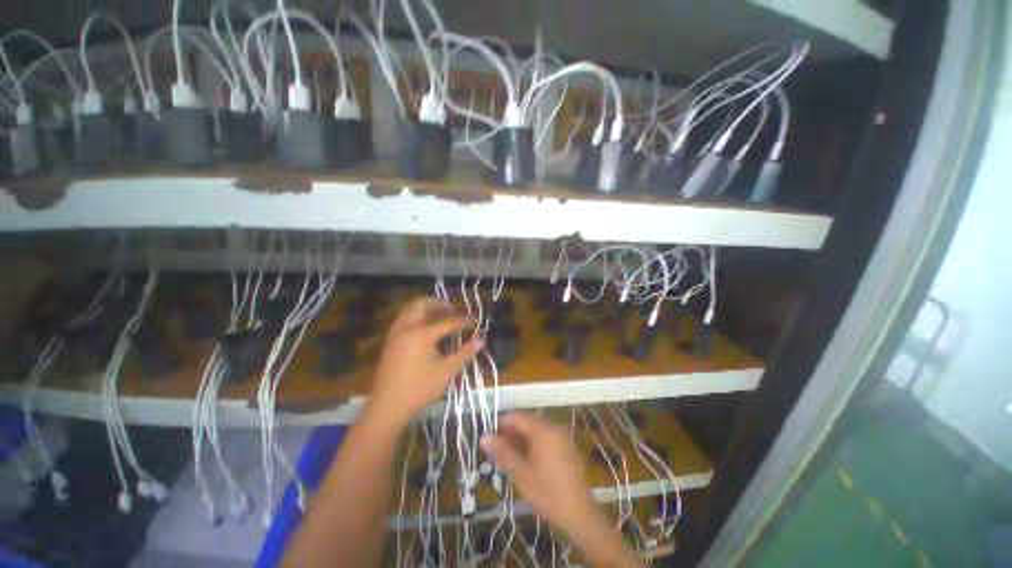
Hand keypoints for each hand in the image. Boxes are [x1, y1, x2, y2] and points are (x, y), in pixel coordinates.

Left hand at [367, 297, 481, 427]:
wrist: (386, 408)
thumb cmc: (419, 389)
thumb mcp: (446, 372)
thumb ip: (464, 353)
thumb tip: (481, 340)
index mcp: (421, 334)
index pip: (447, 321)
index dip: (463, 321)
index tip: (475, 321)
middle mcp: (407, 327)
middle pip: (423, 304)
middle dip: (440, 304)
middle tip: (454, 310)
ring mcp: (395, 333)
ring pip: (410, 309)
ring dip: (426, 308)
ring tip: (441, 315)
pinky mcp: (390, 341)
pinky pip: (404, 318)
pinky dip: (416, 316)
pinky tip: (425, 328)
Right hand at [480, 412, 596, 534]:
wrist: (579, 514)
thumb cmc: (547, 493)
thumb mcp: (521, 473)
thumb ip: (502, 452)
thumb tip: (483, 437)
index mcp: (543, 430)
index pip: (517, 417)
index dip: (501, 423)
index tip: (488, 436)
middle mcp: (553, 427)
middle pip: (526, 420)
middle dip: (510, 431)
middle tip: (496, 448)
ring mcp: (561, 435)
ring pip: (535, 428)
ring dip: (520, 437)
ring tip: (506, 454)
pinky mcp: (565, 445)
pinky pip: (544, 435)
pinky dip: (532, 441)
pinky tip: (523, 457)